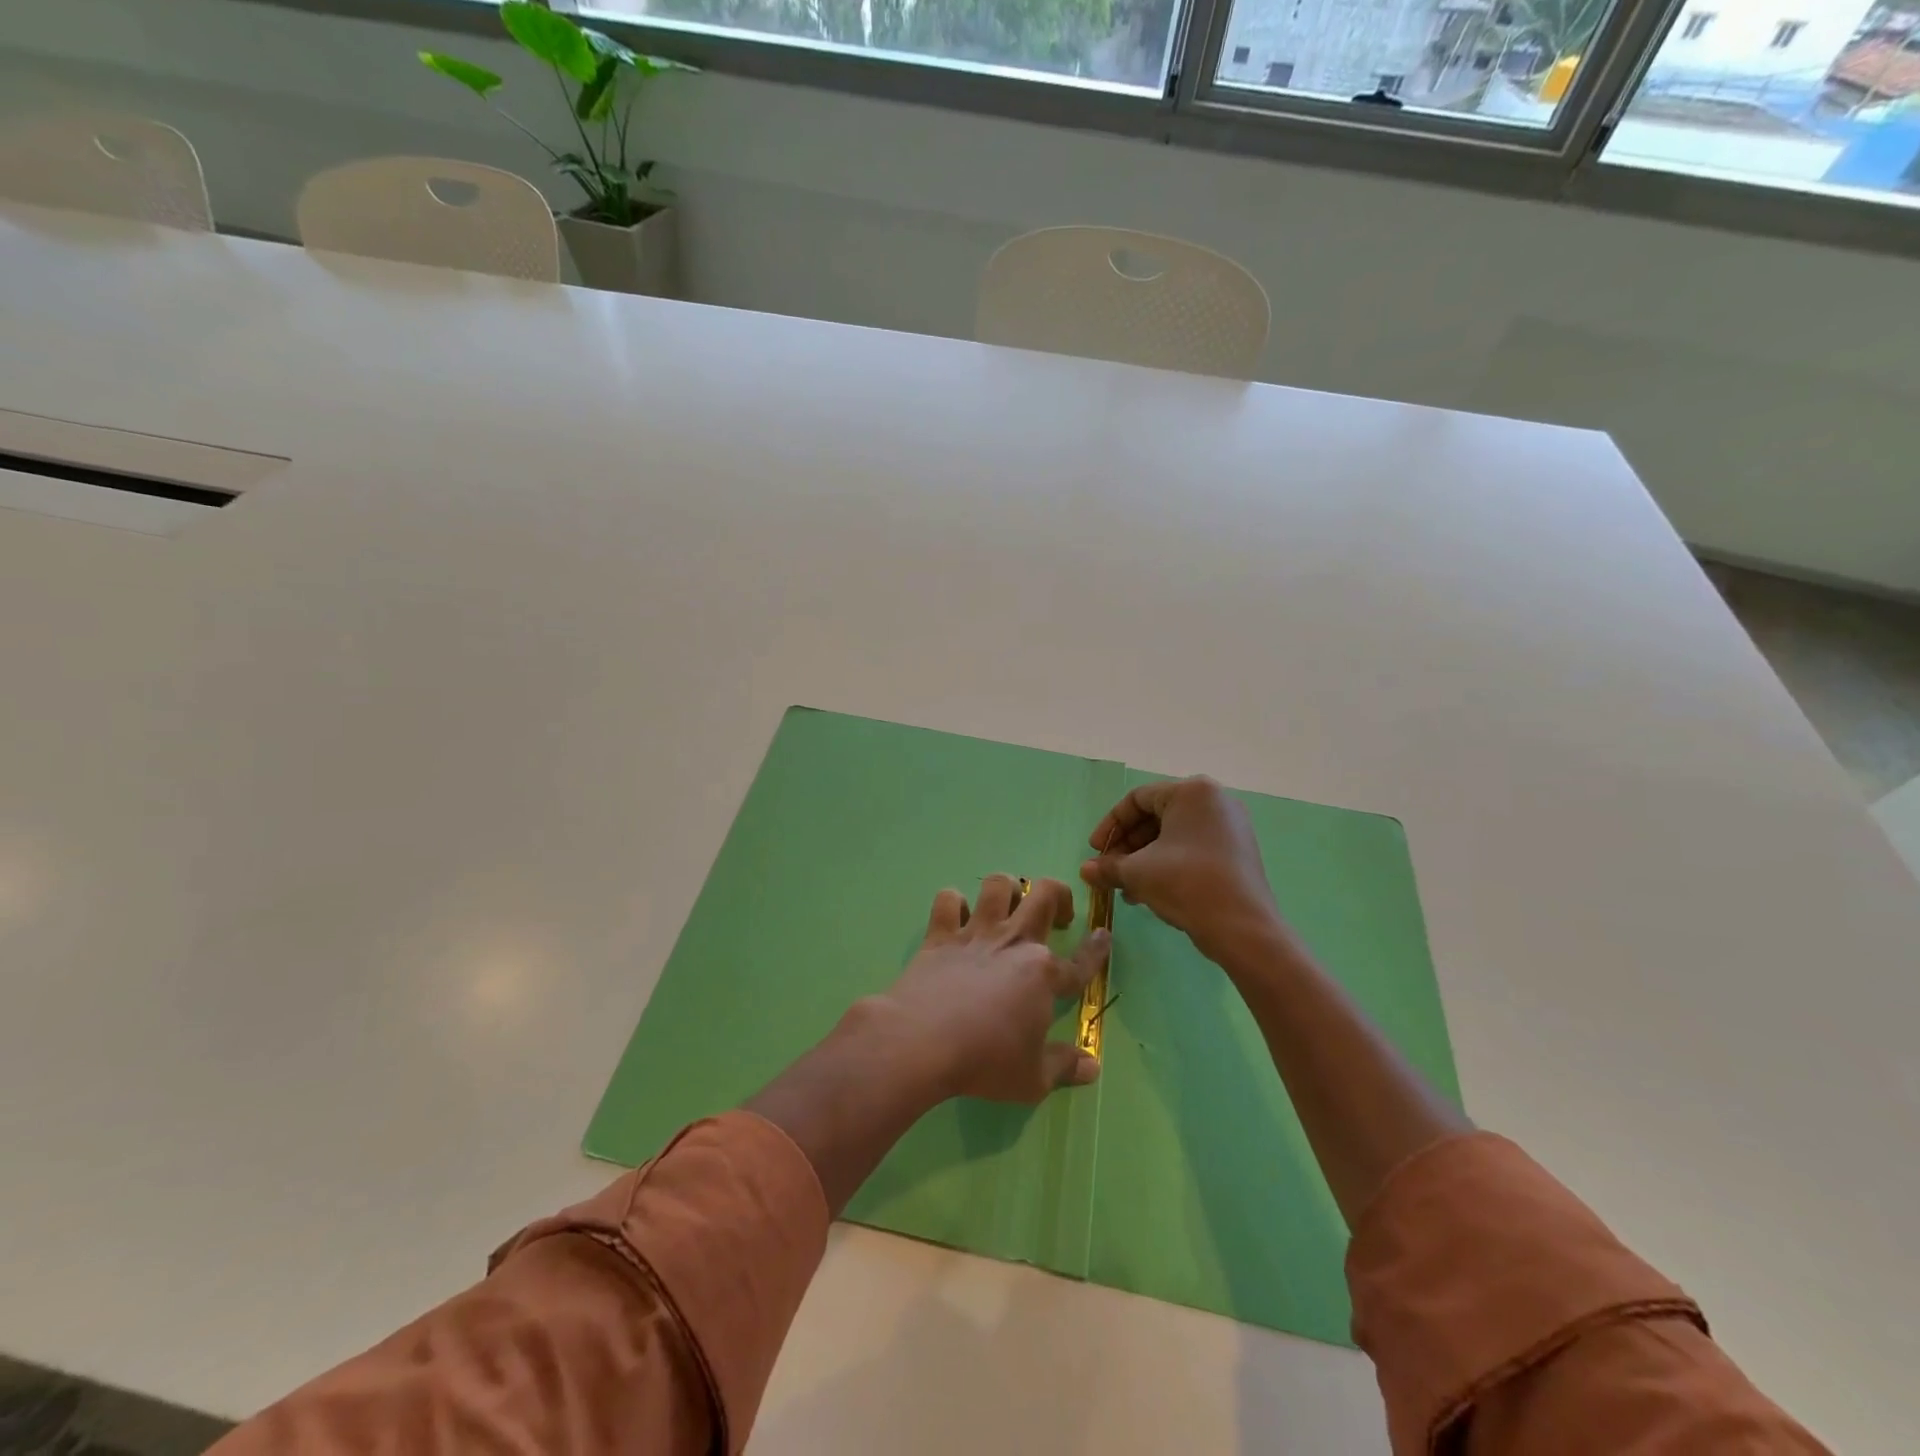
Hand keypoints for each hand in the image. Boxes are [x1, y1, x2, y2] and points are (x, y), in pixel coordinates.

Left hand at [875, 874, 1106, 1103]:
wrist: (922, 1042)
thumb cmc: (984, 1061)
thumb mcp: (1032, 1079)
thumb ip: (1064, 1067)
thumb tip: (1093, 1066)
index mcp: (1043, 974)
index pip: (1080, 961)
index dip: (1097, 950)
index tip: (1104, 934)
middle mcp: (1013, 942)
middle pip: (1044, 895)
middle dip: (1059, 896)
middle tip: (1056, 916)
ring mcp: (975, 934)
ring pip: (998, 885)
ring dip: (1007, 889)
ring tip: (1008, 906)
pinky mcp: (939, 935)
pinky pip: (948, 900)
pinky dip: (954, 903)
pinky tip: (956, 917)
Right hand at [1081, 776, 1281, 963]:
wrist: (1242, 928)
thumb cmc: (1186, 883)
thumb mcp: (1137, 873)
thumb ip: (1107, 866)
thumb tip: (1085, 871)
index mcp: (1191, 792)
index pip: (1137, 799)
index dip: (1110, 825)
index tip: (1095, 851)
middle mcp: (1215, 800)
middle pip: (1156, 816)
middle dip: (1127, 846)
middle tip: (1109, 870)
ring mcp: (1230, 826)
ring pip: (1173, 835)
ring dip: (1144, 859)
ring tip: (1125, 887)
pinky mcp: (1237, 851)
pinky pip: (1192, 848)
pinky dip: (1167, 864)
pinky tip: (1149, 892)